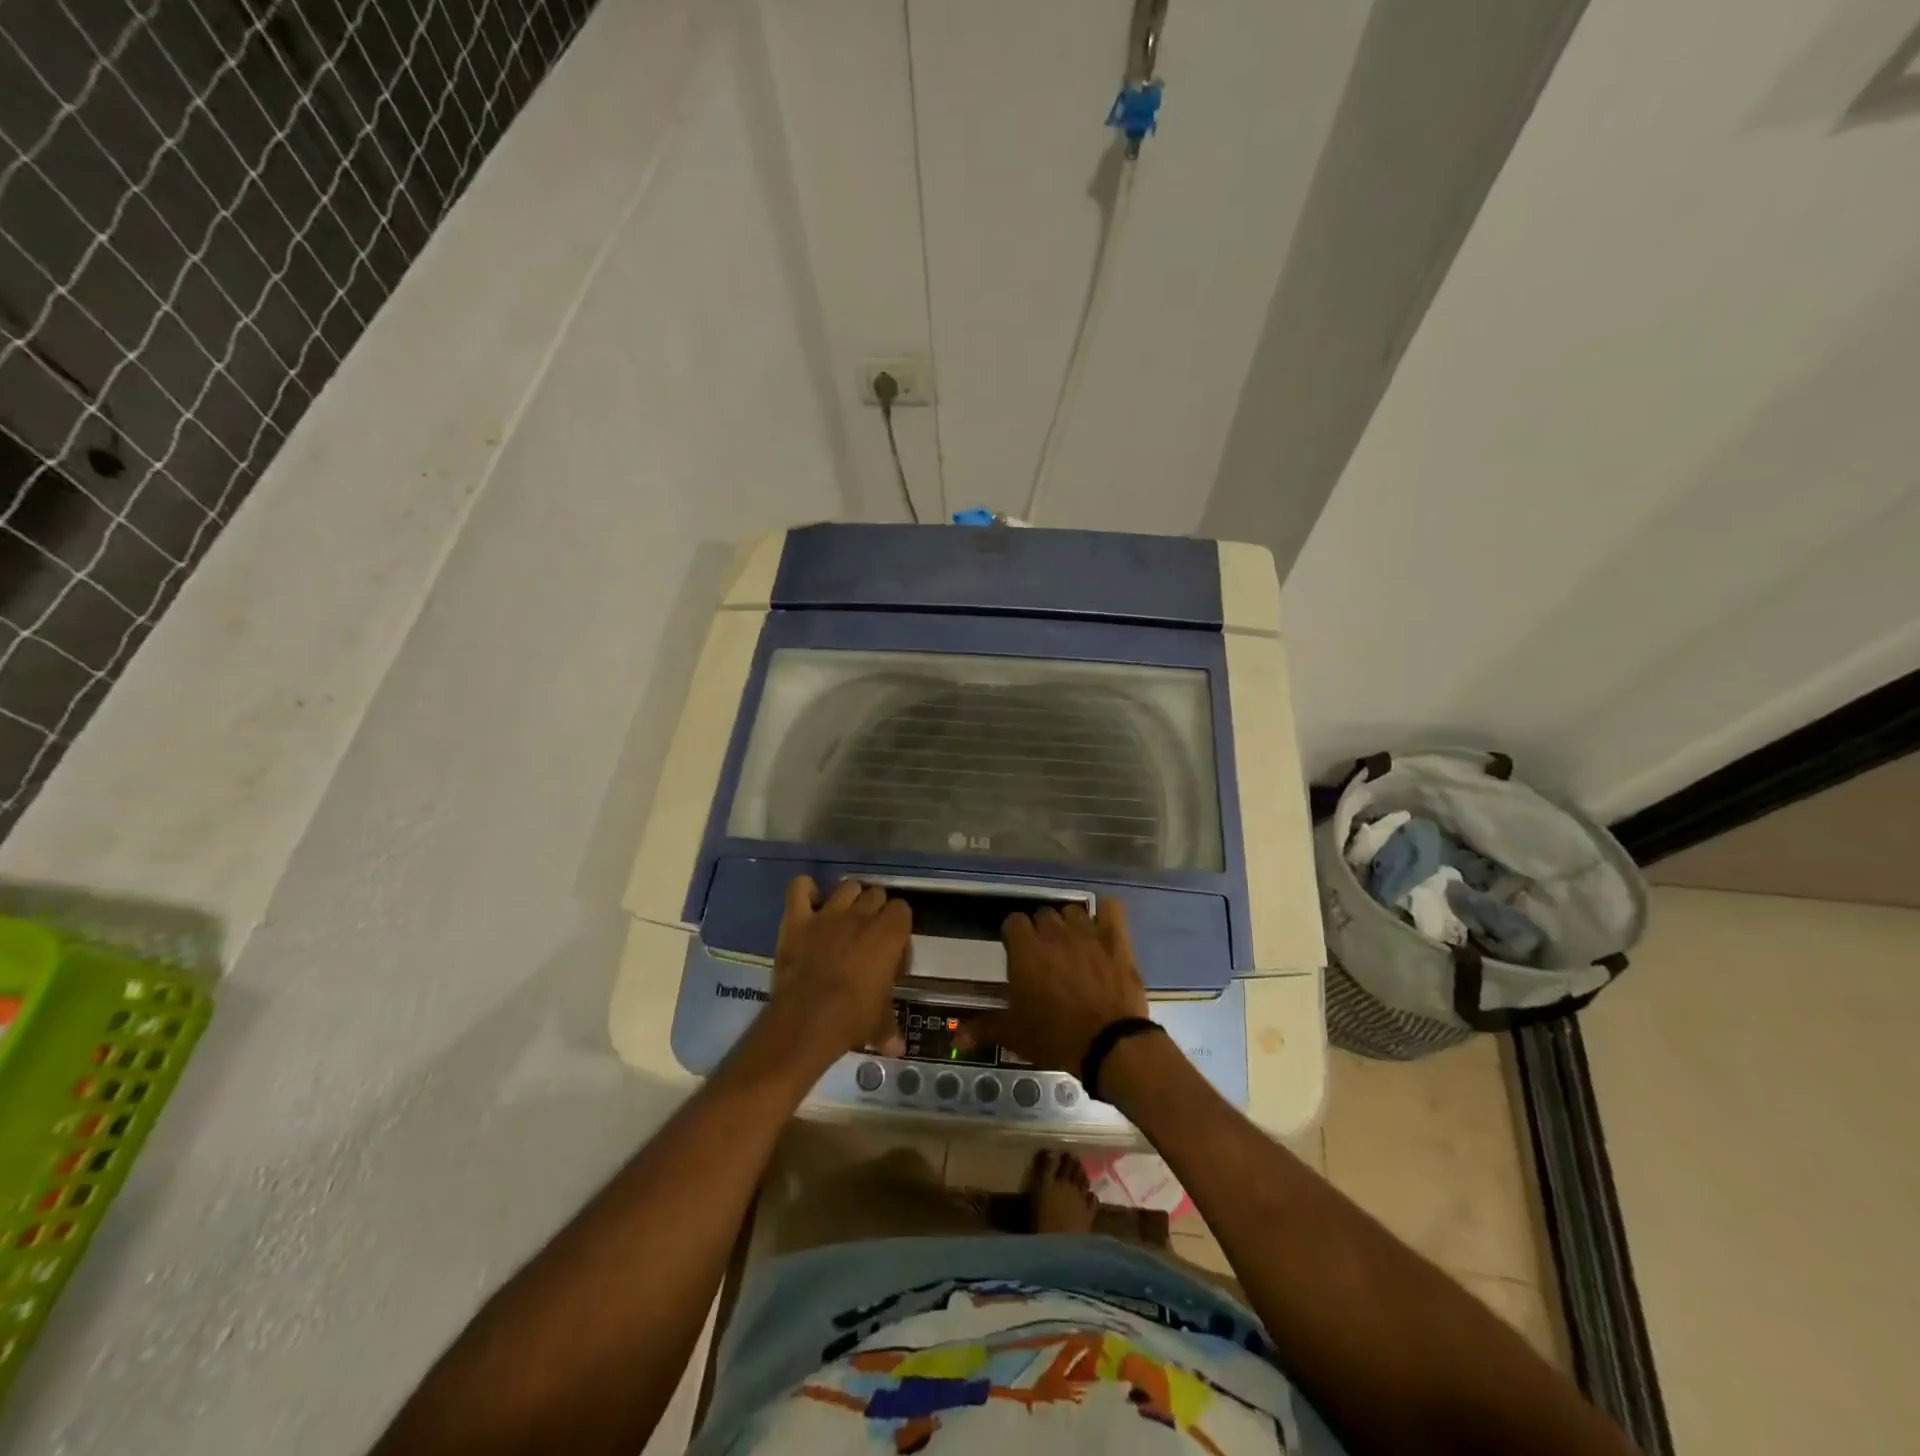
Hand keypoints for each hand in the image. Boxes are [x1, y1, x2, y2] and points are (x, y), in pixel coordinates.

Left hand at [765, 877, 909, 1071]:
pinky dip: (805, 891)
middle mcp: (861, 915)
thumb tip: (898, 1049)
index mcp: (889, 933)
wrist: (806, 1021)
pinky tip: (810, 903)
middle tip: (868, 935)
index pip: (902, 910)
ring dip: (849, 898)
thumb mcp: (878, 1023)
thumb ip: (889, 1028)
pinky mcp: (797, 919)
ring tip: (845, 918)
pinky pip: (800, 888)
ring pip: (847, 886)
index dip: (898, 926)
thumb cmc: (852, 1019)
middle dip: (875, 910)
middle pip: (876, 894)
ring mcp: (828, 914)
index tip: (892, 947)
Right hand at [959, 900, 1148, 1073]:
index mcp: (1025, 950)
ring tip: (1073, 945)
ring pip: (1073, 911)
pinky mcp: (1116, 939)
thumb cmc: (1055, 1037)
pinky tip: (1103, 928)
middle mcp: (1054, 933)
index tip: (1017, 953)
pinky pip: (1111, 908)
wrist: (1109, 1045)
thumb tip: (954, 1037)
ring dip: (1070, 924)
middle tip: (1045, 956)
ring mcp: (1087, 932)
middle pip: (1043, 914)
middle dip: (1041, 930)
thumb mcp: (1014, 1035)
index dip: (1014, 936)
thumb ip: (983, 1028)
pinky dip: (1106, 914)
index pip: (1013, 921)